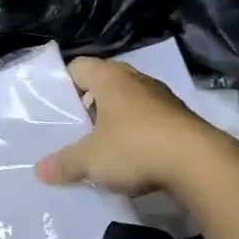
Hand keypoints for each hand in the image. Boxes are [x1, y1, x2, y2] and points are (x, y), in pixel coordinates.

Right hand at [35, 57, 226, 196]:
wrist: (198, 163)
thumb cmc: (135, 148)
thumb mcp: (90, 159)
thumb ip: (64, 163)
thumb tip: (40, 171)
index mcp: (110, 78)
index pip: (79, 66)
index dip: (64, 83)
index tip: (55, 106)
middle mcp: (137, 80)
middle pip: (105, 83)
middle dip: (89, 103)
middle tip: (75, 127)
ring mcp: (162, 98)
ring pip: (129, 102)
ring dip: (115, 119)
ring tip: (100, 144)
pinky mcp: (180, 120)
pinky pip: (149, 121)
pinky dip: (138, 134)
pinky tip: (131, 157)